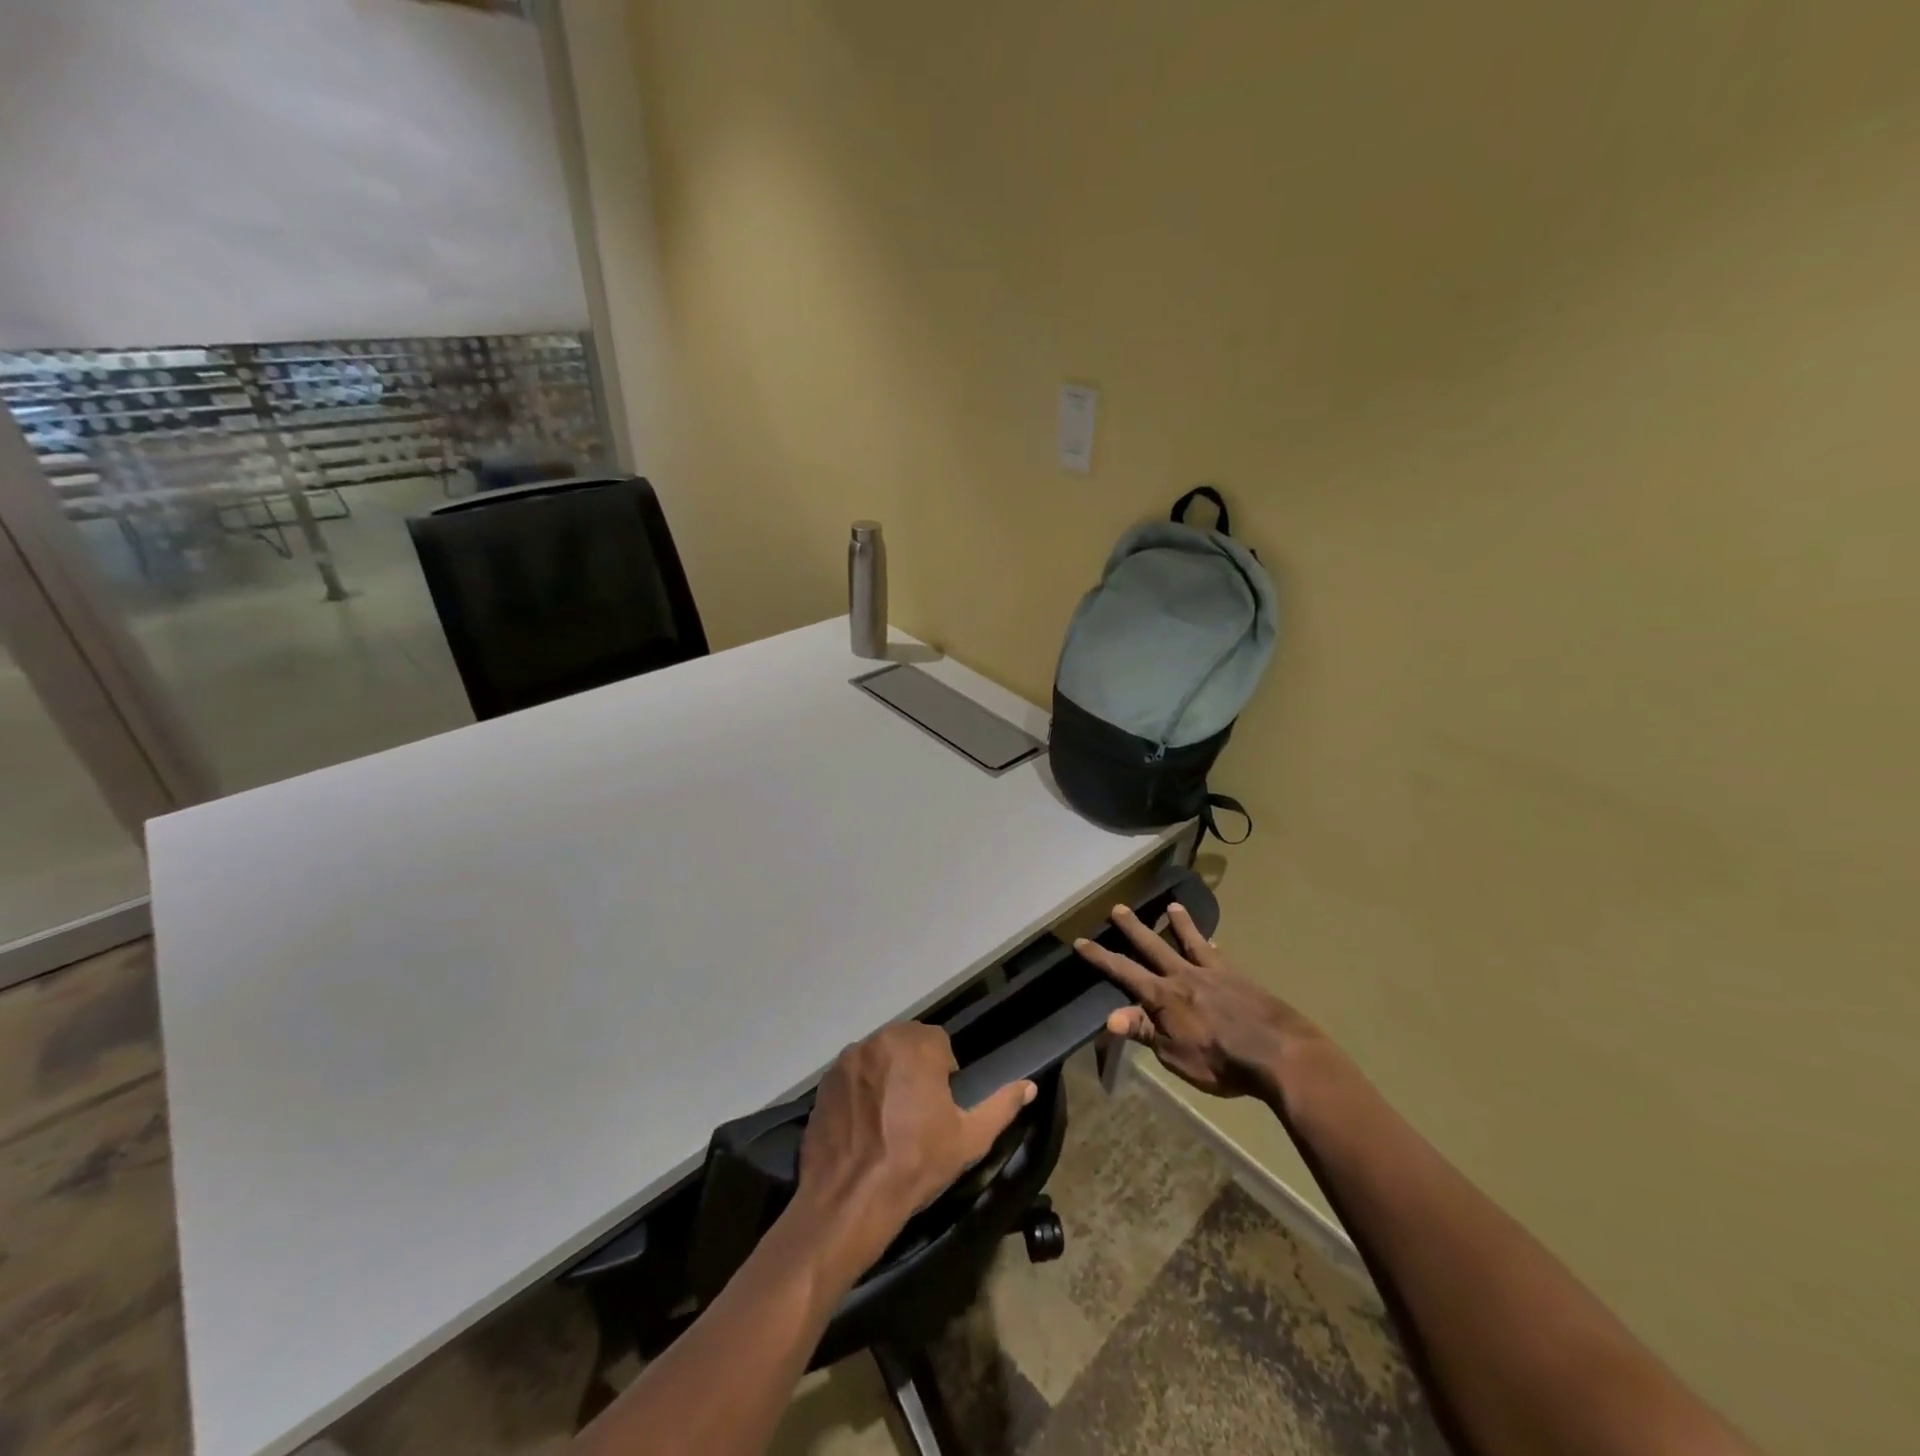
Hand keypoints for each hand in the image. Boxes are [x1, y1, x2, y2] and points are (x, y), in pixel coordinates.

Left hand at [797, 1023, 1035, 1263]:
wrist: (849, 1200)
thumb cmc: (915, 1165)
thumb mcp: (969, 1139)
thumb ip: (1001, 1106)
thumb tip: (1029, 1085)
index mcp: (917, 1045)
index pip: (939, 1043)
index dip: (943, 1073)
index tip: (940, 1105)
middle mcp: (880, 1040)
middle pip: (906, 1044)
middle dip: (914, 1069)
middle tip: (916, 1113)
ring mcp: (848, 1059)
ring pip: (878, 1057)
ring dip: (886, 1076)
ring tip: (889, 1120)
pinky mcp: (824, 1081)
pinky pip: (852, 1075)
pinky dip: (860, 1090)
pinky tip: (863, 1125)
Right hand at [1074, 902, 1317, 1100]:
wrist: (1278, 1053)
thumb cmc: (1221, 1061)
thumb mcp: (1174, 1055)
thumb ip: (1145, 1031)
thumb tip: (1109, 1017)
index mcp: (1163, 996)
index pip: (1123, 972)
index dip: (1100, 958)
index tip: (1080, 942)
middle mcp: (1184, 976)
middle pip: (1153, 946)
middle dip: (1133, 927)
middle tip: (1118, 907)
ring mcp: (1214, 973)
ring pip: (1190, 941)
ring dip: (1179, 924)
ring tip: (1172, 907)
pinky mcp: (1240, 978)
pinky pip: (1220, 955)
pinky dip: (1212, 946)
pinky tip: (1214, 942)